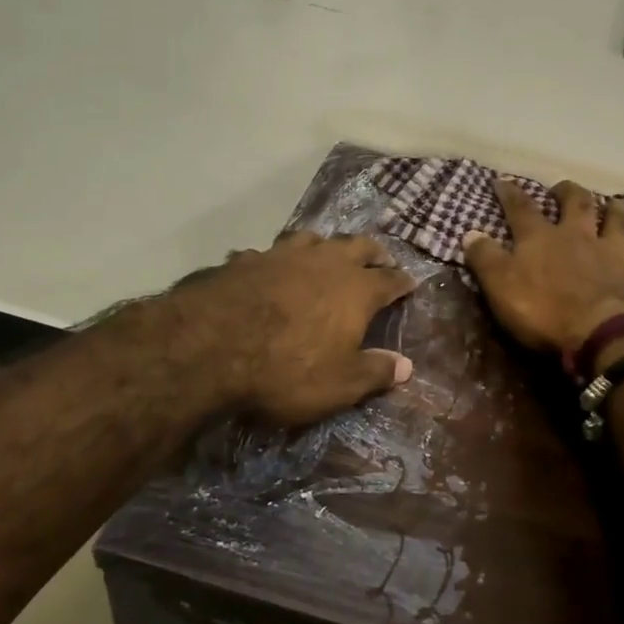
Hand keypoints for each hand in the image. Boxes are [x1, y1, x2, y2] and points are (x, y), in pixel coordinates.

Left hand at [187, 231, 415, 427]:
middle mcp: (326, 262)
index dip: (402, 282)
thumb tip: (406, 366)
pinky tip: (269, 267)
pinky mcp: (246, 259)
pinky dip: (277, 259)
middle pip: (358, 245)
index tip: (411, 283)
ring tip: (329, 252)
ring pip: (314, 238)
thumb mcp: (340, 384)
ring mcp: (284, 255)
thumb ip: (375, 372)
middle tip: (380, 258)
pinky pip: (269, 253)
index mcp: (356, 289)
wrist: (212, 345)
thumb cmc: (288, 369)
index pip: (389, 280)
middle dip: (373, 252)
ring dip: (326, 245)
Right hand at [462, 179, 623, 356]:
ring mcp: (612, 253)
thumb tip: (470, 233)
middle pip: (577, 203)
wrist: (599, 334)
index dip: (511, 193)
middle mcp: (579, 236)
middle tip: (563, 188)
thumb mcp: (500, 286)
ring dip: (616, 209)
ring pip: (618, 221)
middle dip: (568, 192)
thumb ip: (485, 258)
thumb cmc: (543, 310)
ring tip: (614, 202)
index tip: (503, 180)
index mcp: (541, 238)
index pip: (521, 208)